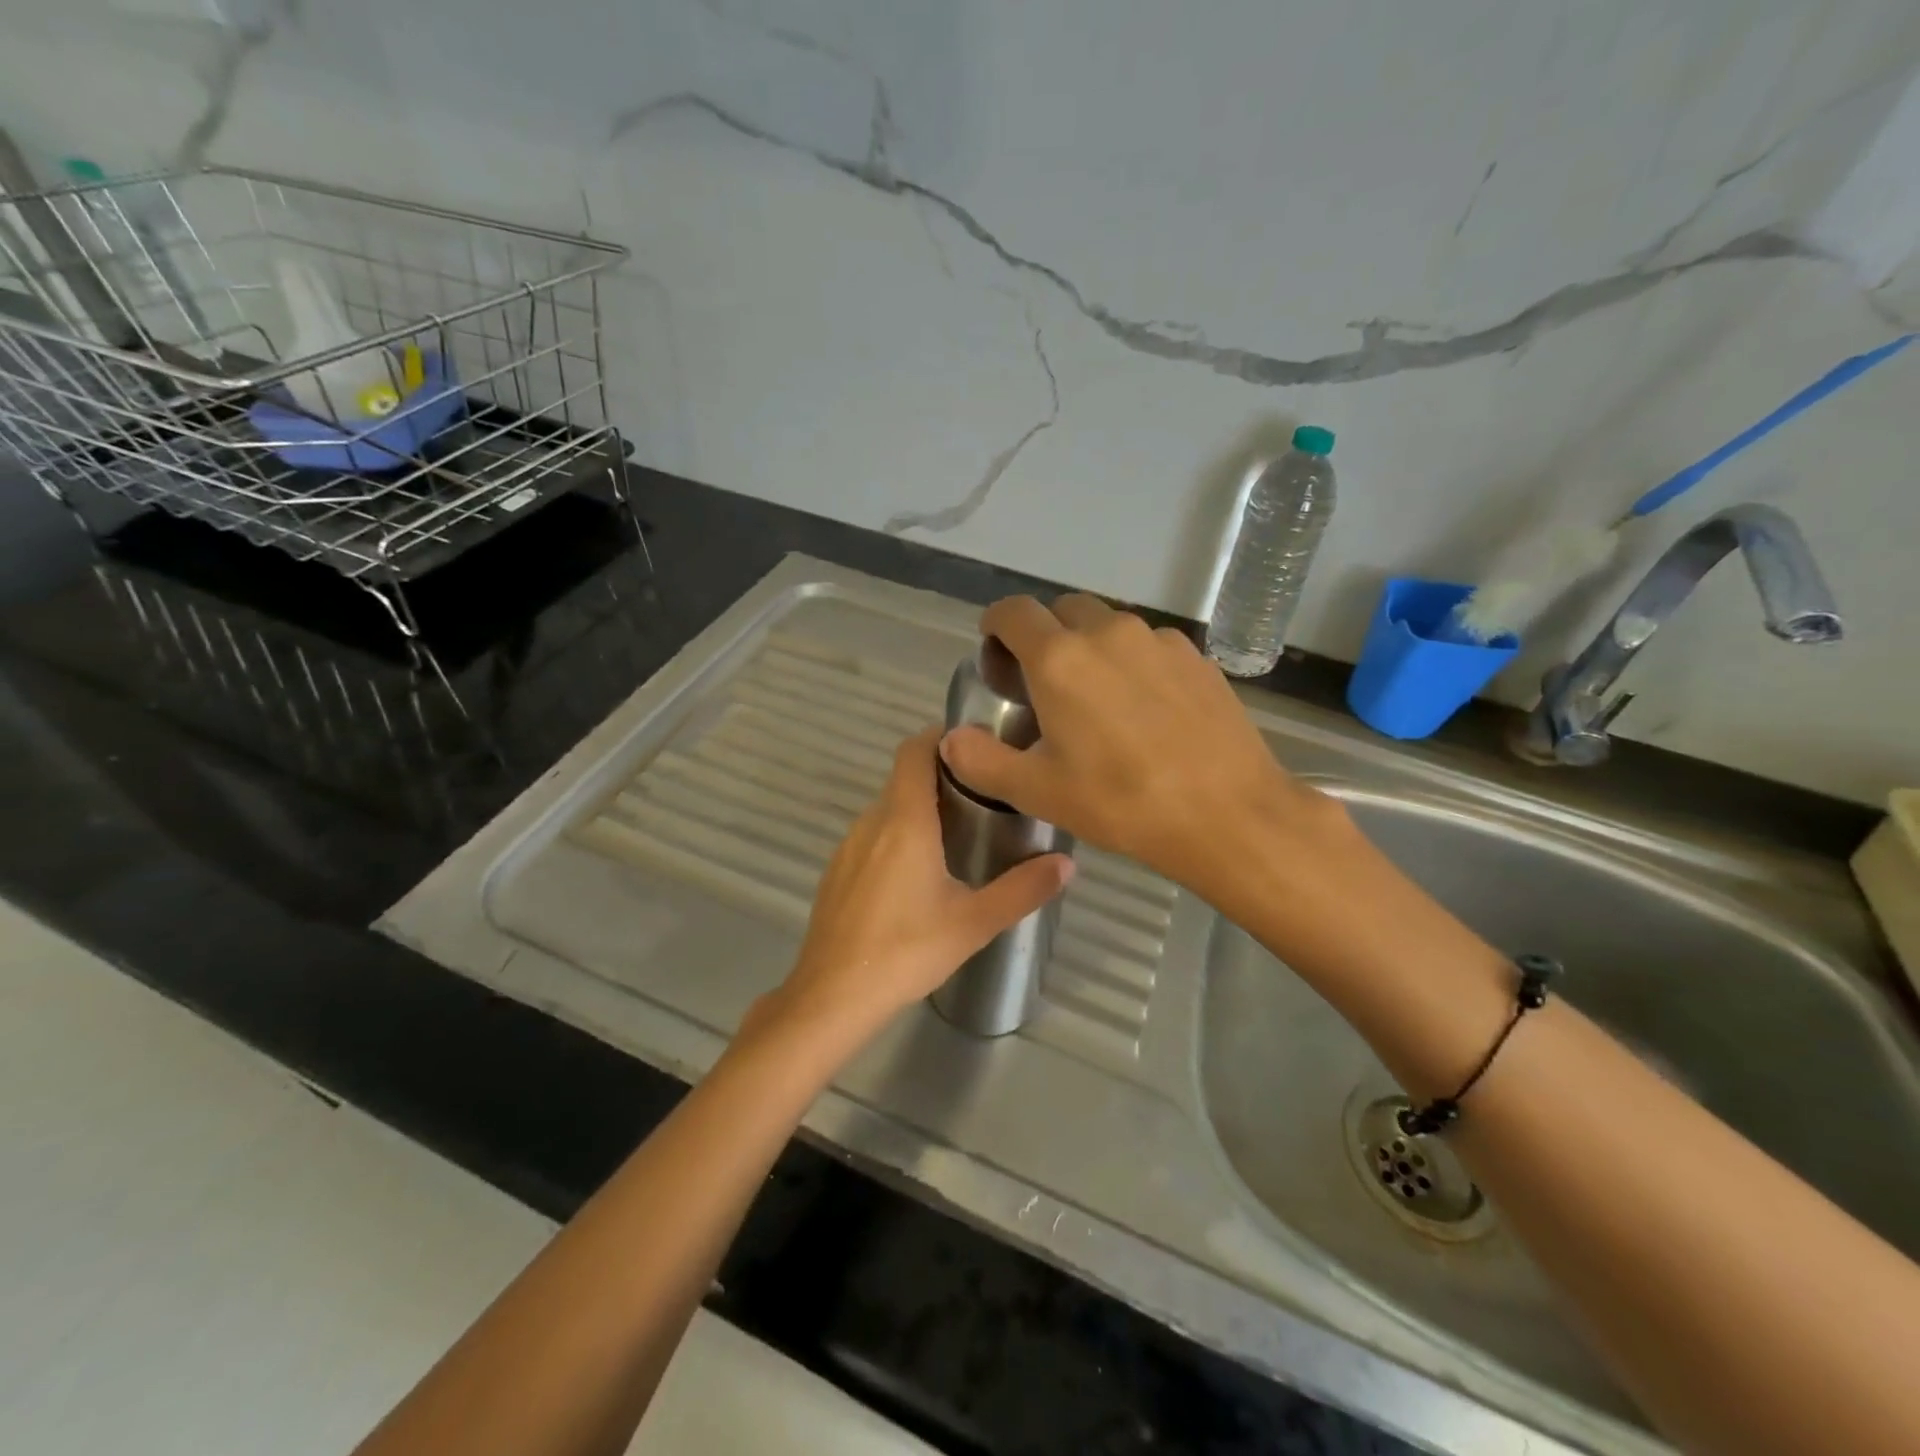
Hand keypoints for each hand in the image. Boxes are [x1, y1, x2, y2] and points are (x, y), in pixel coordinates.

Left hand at [755, 728, 1074, 1047]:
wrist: (831, 996)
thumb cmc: (906, 951)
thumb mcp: (974, 923)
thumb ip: (1023, 889)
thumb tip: (1068, 864)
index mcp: (904, 821)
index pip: (914, 751)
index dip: (939, 737)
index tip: (974, 748)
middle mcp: (871, 822)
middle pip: (903, 778)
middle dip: (940, 778)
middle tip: (983, 797)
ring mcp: (847, 846)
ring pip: (886, 809)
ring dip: (917, 810)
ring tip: (956, 835)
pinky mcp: (836, 871)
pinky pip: (870, 836)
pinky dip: (895, 836)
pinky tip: (915, 877)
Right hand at [939, 594, 1346, 894]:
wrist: (1227, 813)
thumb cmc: (1121, 801)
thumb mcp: (1038, 791)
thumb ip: (982, 760)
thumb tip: (950, 739)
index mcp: (1059, 659)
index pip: (1014, 612)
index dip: (996, 625)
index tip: (994, 650)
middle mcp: (1108, 633)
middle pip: (1063, 610)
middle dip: (1043, 634)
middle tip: (1043, 683)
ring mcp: (1158, 641)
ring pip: (1109, 626)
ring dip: (1090, 647)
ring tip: (1097, 699)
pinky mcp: (1196, 658)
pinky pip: (1149, 645)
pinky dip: (1133, 662)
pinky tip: (1145, 709)